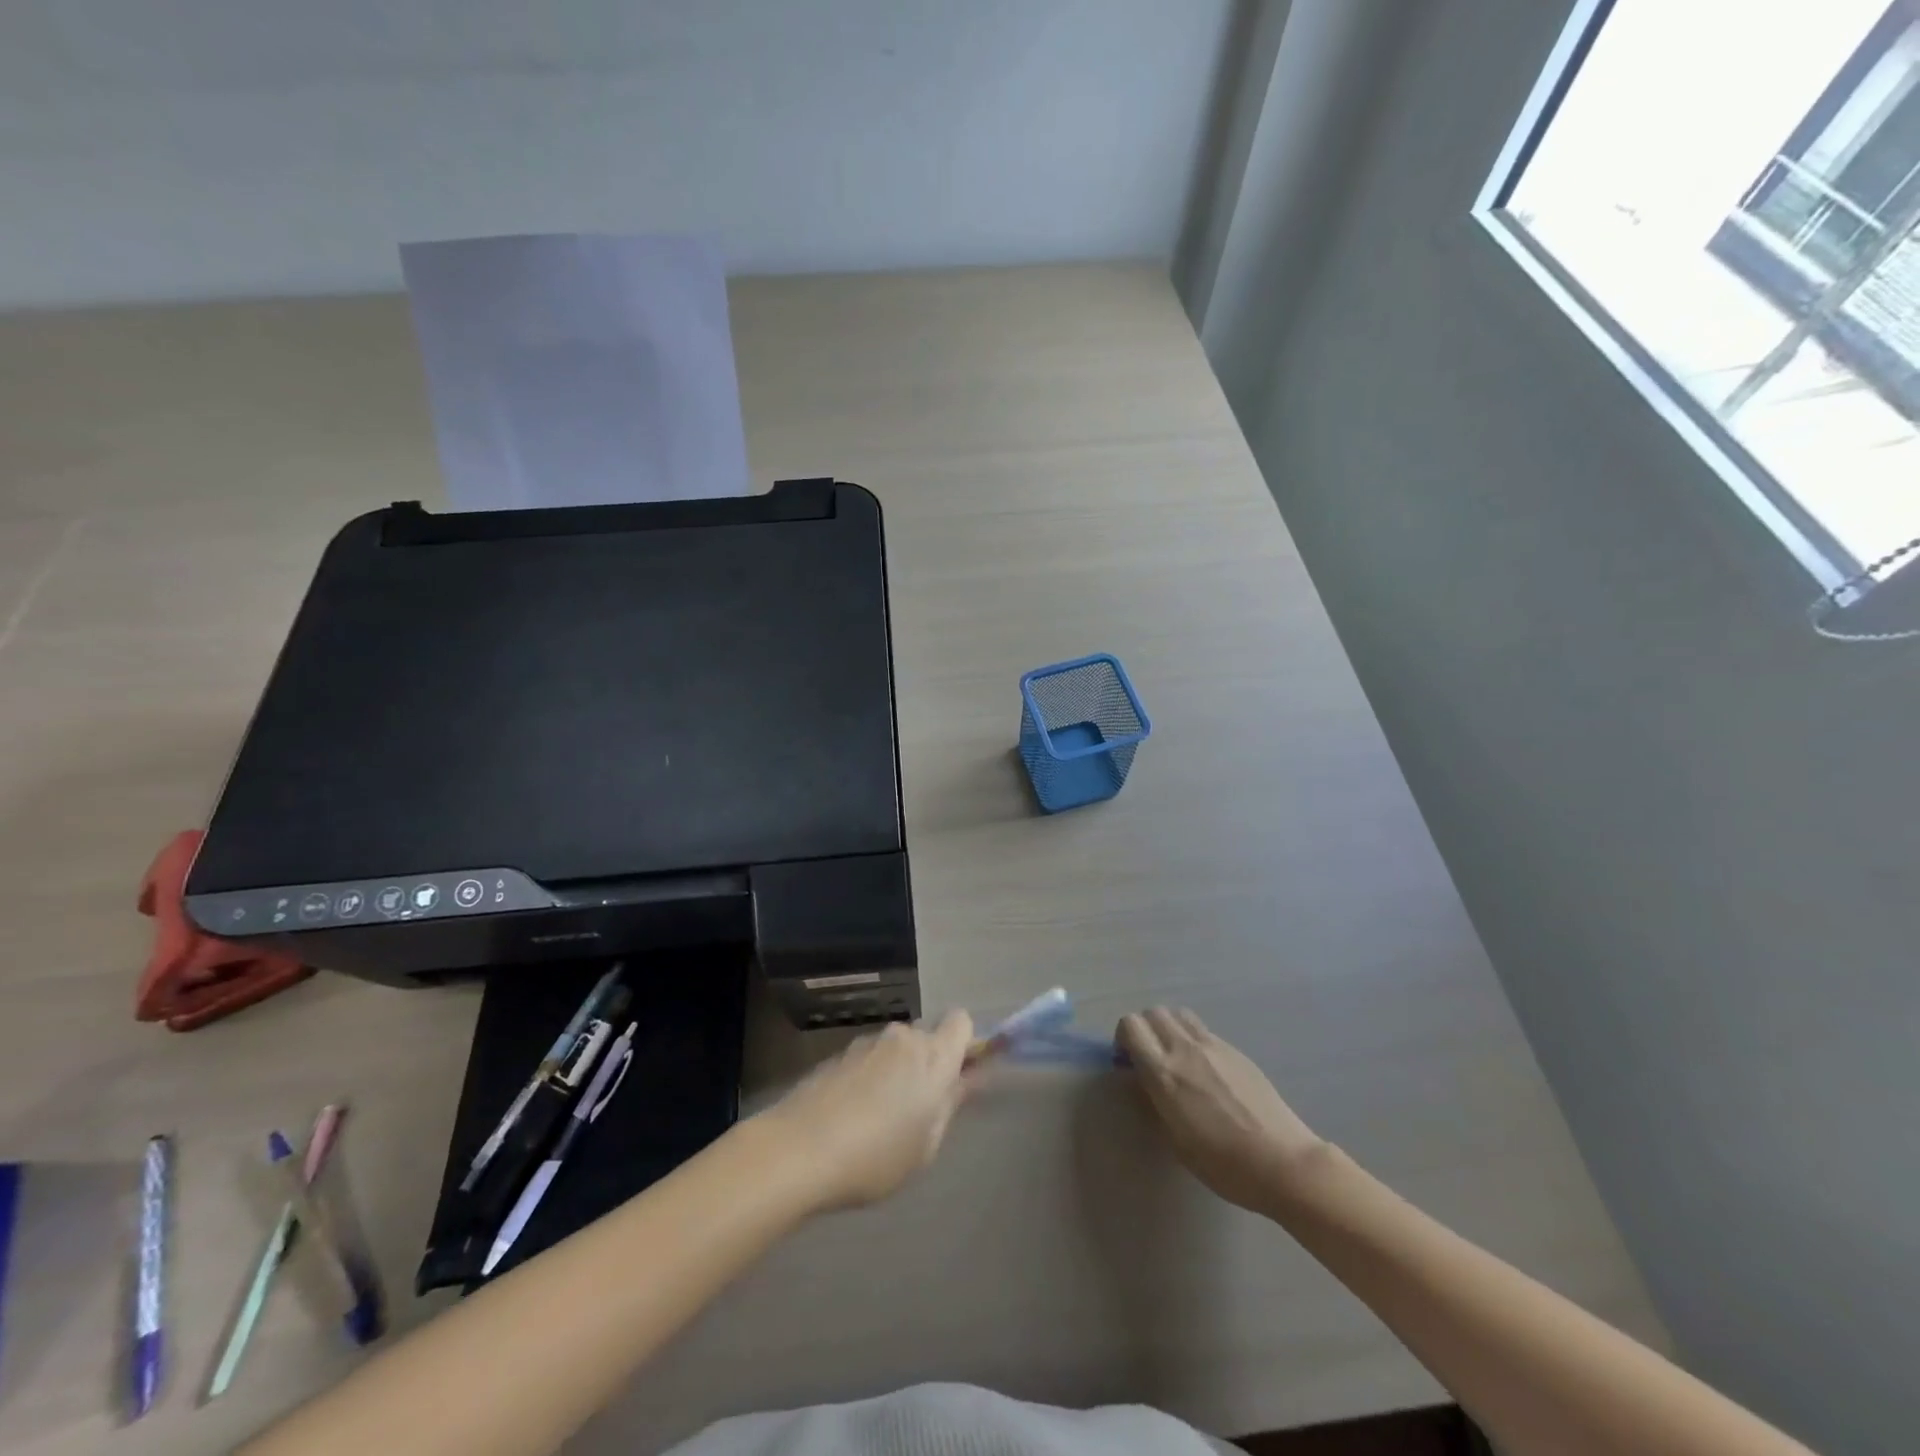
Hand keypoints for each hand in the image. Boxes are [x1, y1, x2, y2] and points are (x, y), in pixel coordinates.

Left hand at [757, 1012, 973, 1210]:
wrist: (799, 1150)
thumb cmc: (876, 1156)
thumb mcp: (926, 1144)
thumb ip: (950, 1104)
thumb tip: (967, 1079)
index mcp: (933, 1056)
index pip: (961, 1021)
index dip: (964, 1043)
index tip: (959, 1074)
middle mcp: (903, 1038)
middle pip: (926, 1035)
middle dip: (927, 1061)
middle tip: (919, 1105)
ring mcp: (867, 1043)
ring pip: (895, 1048)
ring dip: (896, 1070)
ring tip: (879, 1116)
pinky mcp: (838, 1054)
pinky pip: (868, 1059)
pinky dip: (869, 1077)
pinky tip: (852, 1114)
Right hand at [1117, 1007, 1326, 1212]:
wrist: (1283, 1163)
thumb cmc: (1224, 1164)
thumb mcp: (1176, 1141)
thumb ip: (1153, 1101)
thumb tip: (1140, 1079)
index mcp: (1164, 1072)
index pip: (1130, 1026)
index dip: (1123, 1039)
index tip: (1127, 1064)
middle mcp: (1184, 1049)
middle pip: (1152, 1013)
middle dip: (1144, 1030)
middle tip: (1149, 1059)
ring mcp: (1213, 1045)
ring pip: (1178, 1014)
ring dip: (1168, 1028)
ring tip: (1175, 1058)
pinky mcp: (1235, 1050)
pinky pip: (1202, 1029)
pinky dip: (1192, 1038)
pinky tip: (1205, 1070)